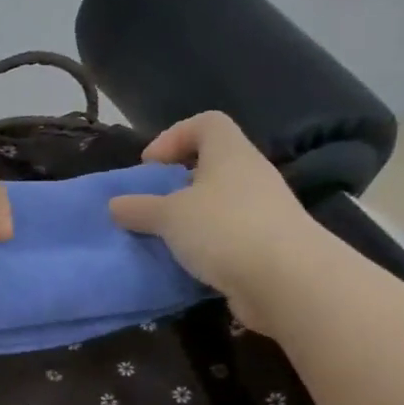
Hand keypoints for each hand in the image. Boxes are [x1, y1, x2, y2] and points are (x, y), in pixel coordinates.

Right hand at [108, 112, 334, 332]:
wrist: (288, 281)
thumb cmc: (224, 229)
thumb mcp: (168, 216)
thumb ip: (139, 208)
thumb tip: (115, 205)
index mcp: (230, 154)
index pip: (206, 123)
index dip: (174, 136)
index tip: (150, 167)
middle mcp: (251, 176)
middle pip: (212, 166)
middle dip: (178, 185)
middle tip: (152, 206)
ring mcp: (264, 212)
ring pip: (219, 205)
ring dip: (190, 220)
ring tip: (165, 240)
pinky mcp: (268, 246)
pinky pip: (229, 237)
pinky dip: (206, 248)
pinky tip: (188, 266)